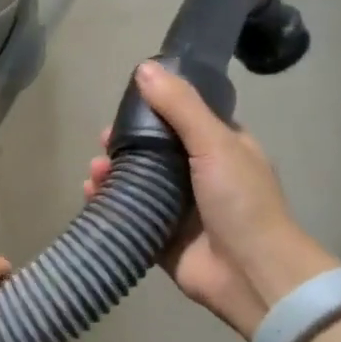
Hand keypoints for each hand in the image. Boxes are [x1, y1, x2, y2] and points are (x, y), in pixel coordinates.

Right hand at [86, 61, 340, 339]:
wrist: (250, 272)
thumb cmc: (240, 201)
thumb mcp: (214, 142)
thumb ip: (180, 106)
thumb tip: (143, 69)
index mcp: (222, 149)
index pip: (184, 119)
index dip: (155, 110)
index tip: (125, 106)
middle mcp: (201, 176)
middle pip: (155, 152)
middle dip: (126, 144)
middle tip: (103, 141)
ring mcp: (180, 210)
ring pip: (138, 183)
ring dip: (112, 173)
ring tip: (94, 171)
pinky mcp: (161, 238)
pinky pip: (129, 215)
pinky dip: (109, 204)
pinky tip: (90, 194)